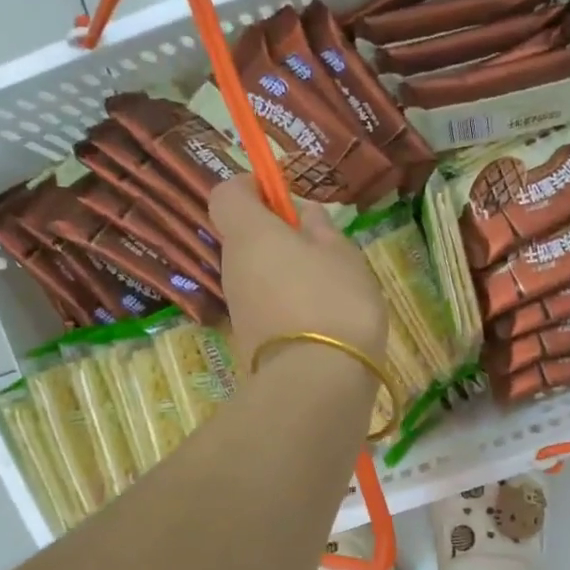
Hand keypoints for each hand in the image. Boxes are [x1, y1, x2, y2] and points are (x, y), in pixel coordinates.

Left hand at [208, 177, 387, 368]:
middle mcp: (233, 267)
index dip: (250, 187)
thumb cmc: (335, 302)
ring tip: (329, 286)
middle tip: (321, 245)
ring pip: (256, 273)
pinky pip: (265, 304)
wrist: (317, 382)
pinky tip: (321, 317)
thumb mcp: (343, 255)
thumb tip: (305, 213)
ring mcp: (238, 307)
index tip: (282, 194)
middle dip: (276, 234)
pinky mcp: (248, 339)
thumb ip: (322, 229)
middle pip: (244, 237)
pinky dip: (287, 302)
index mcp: (250, 234)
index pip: (227, 195)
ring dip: (284, 271)